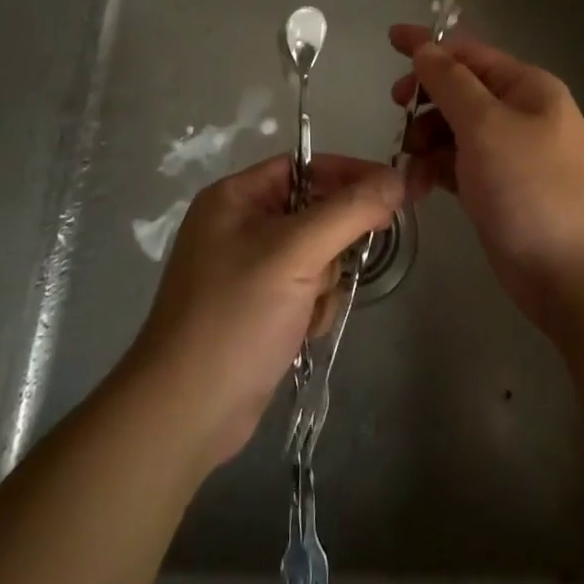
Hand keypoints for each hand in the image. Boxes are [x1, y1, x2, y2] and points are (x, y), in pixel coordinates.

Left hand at [129, 153, 402, 472]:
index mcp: (236, 197)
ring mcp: (248, 270)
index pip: (306, 167)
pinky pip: (306, 288)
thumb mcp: (296, 254)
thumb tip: (398, 178)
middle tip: (337, 267)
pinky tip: (302, 332)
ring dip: (325, 282)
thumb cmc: (235, 317)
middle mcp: (240, 225)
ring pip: (317, 254)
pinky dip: (314, 308)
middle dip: (332, 244)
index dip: (349, 175)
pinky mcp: (258, 308)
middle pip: (315, 212)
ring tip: (308, 310)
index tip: (393, 192)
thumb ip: (350, 211)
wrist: (185, 416)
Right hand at [389, 24, 583, 335]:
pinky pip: (457, 166)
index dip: (429, 46)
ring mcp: (510, 154)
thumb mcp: (487, 126)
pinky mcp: (498, 191)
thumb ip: (451, 83)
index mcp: (526, 87)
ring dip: (425, 140)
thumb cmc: (533, 189)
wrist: (579, 277)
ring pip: (454, 130)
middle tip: (397, 111)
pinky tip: (416, 188)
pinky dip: (435, 170)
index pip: (469, 53)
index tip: (390, 39)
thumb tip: (426, 48)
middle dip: (426, 98)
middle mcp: (519, 114)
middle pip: (460, 90)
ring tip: (408, 164)